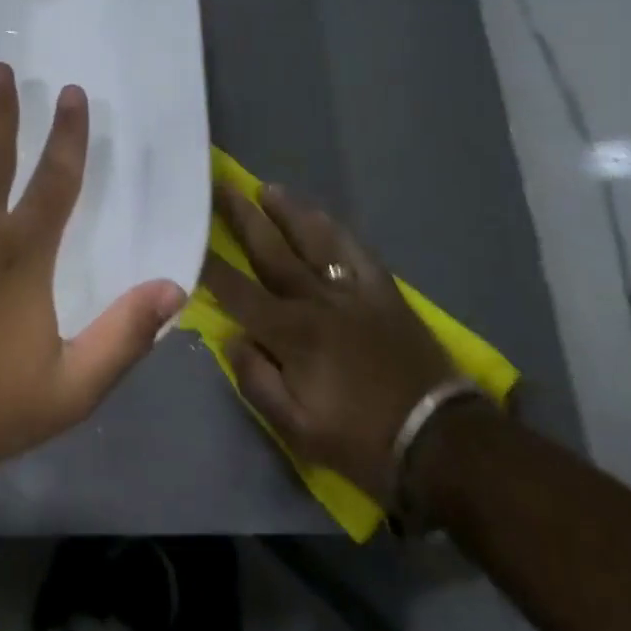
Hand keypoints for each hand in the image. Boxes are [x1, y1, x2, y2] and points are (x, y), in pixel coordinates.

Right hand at [203, 183, 454, 502]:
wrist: (444, 445)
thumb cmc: (362, 441)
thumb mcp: (297, 429)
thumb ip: (255, 381)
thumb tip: (230, 337)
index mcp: (290, 332)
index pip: (235, 289)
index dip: (207, 263)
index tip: (187, 236)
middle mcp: (316, 300)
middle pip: (270, 250)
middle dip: (240, 216)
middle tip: (219, 185)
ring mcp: (354, 292)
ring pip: (314, 240)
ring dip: (287, 212)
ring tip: (266, 189)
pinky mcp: (385, 294)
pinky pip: (356, 252)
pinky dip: (336, 230)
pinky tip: (322, 218)